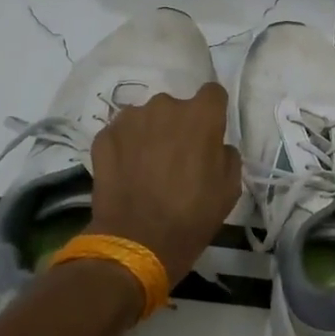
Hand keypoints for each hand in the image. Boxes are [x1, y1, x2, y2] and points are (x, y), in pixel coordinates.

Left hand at [86, 82, 241, 288]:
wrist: (137, 242)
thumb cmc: (192, 216)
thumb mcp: (229, 189)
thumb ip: (227, 155)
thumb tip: (216, 146)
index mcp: (200, 115)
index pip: (212, 93)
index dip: (212, 112)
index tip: (209, 133)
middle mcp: (164, 106)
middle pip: (176, 107)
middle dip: (178, 125)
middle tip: (176, 157)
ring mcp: (130, 119)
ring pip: (146, 118)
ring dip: (150, 134)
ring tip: (148, 166)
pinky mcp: (104, 136)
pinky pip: (121, 133)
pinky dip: (125, 147)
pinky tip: (127, 172)